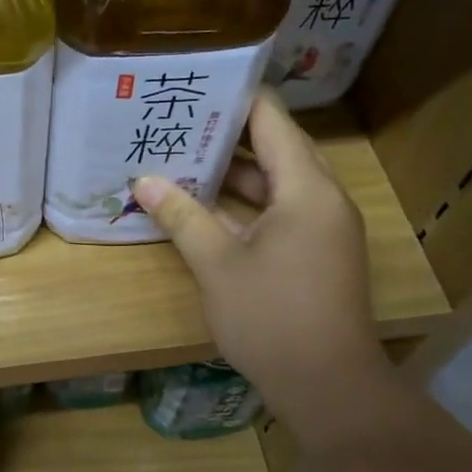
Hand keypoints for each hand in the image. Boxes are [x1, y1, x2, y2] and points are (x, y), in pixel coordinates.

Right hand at [133, 90, 393, 433]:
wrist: (328, 386)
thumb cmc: (272, 317)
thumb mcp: (218, 265)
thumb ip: (182, 217)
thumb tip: (143, 181)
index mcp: (306, 188)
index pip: (272, 121)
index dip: (235, 98)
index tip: (196, 84)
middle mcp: (322, 199)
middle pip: (275, 150)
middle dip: (226, 136)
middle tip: (177, 122)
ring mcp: (322, 229)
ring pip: (275, 186)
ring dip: (233, 176)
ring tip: (181, 159)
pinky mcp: (317, 256)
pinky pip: (279, 214)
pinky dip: (245, 207)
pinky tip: (204, 209)